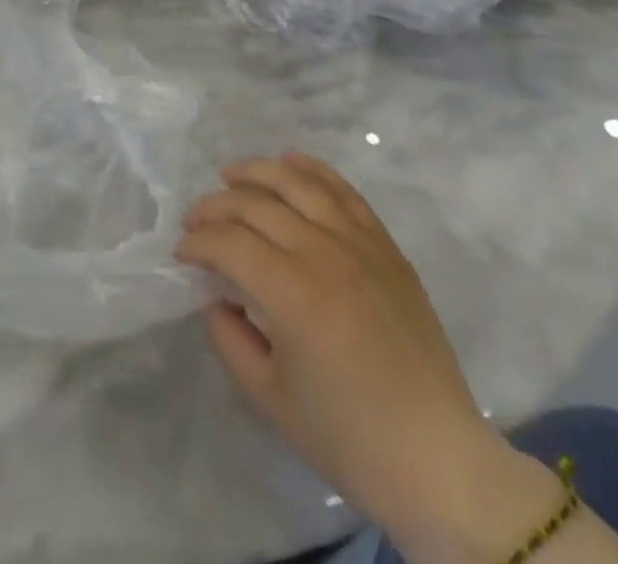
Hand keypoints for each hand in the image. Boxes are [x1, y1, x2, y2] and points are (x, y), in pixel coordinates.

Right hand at [179, 154, 560, 560]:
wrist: (435, 456)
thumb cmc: (347, 436)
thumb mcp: (269, 398)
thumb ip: (229, 339)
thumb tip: (215, 297)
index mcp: (292, 293)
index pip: (229, 243)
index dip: (197, 243)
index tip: (182, 254)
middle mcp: (323, 253)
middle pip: (256, 205)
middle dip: (216, 206)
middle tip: (197, 221)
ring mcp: (359, 243)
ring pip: (298, 183)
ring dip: (257, 172)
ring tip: (231, 175)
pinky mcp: (385, 246)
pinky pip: (344, 192)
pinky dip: (313, 170)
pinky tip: (291, 162)